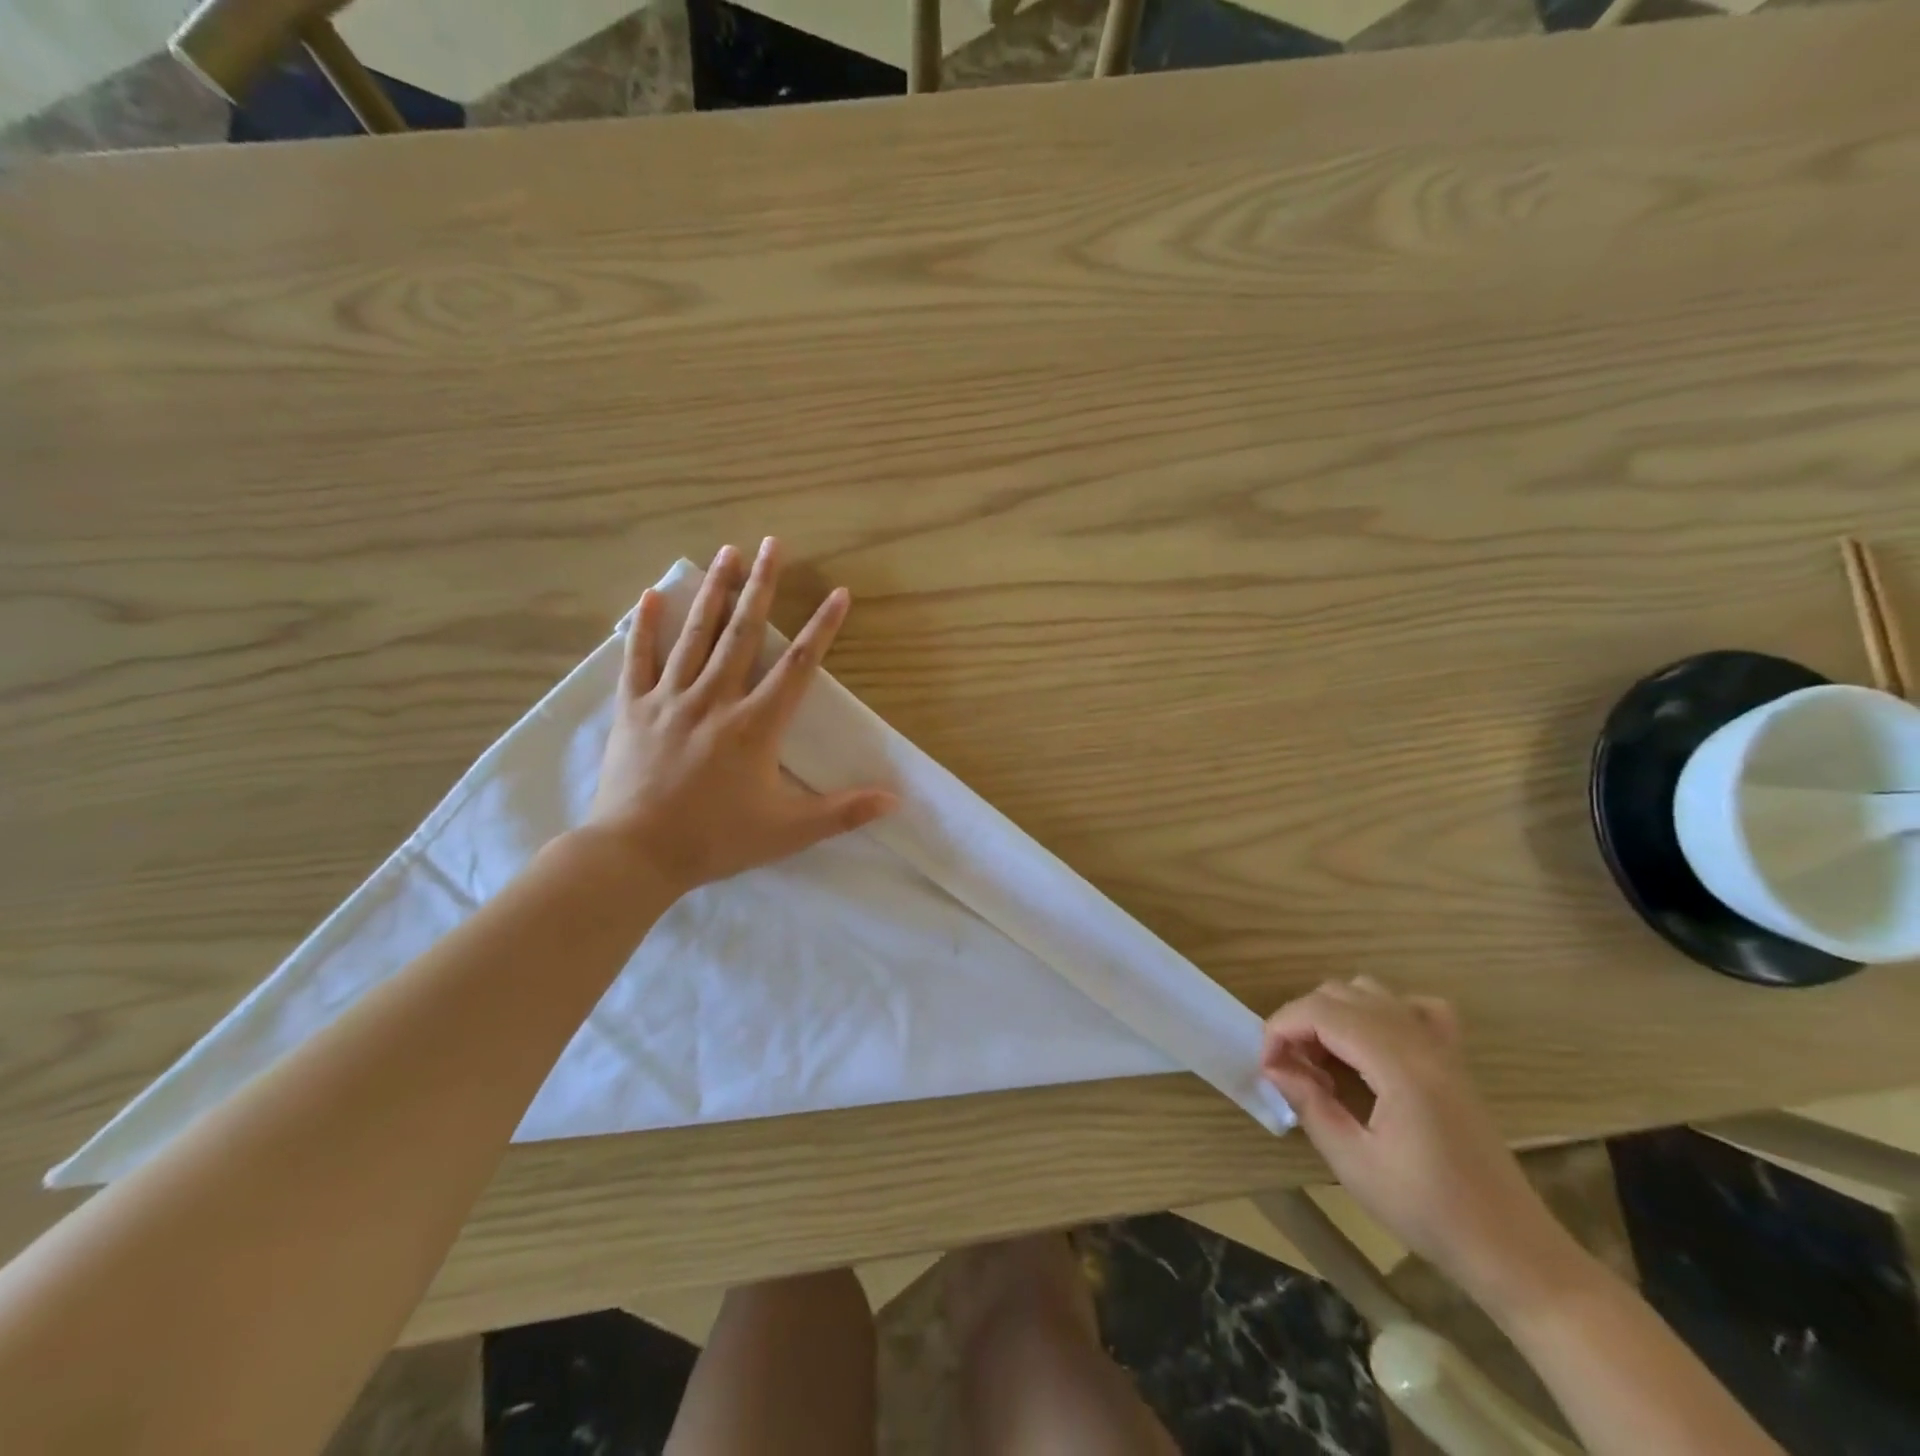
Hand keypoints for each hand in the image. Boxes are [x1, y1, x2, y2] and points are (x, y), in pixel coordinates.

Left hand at [584, 538, 897, 896]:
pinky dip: (645, 626)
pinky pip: (638, 659)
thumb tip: (895, 800)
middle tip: (772, 544)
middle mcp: (715, 698)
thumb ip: (843, 812)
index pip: (798, 666)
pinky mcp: (633, 708)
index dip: (822, 628)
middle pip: (743, 632)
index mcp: (755, 725)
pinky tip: (653, 594)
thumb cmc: (716, 840)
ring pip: (695, 635)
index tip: (838, 593)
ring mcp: (670, 699)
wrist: (636, 854)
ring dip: (714, 591)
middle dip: (761, 585)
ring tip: (727, 552)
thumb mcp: (788, 831)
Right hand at [1262, 978, 1574, 1310]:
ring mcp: (1441, 1046)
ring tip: (1324, 1059)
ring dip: (1334, 1014)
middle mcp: (1421, 1041)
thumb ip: (1309, 1104)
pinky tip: (1373, 1045)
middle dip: (1302, 1021)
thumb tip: (1274, 1067)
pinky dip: (1382, 1011)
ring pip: (1371, 992)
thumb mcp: (1354, 1164)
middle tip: (1291, 1069)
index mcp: (1399, 1065)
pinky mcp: (1453, 1059)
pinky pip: (1414, 1007)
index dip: (1282, 1028)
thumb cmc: (1429, 1212)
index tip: (1268, 1067)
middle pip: (1340, 994)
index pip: (1322, 1011)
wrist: (1511, 1249)